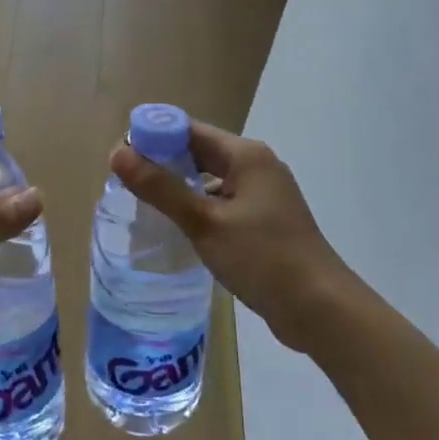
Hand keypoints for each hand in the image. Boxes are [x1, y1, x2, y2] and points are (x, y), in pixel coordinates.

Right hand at [110, 121, 357, 352]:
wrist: (321, 309)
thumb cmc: (263, 259)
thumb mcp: (205, 223)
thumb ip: (160, 188)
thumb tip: (117, 154)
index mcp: (245, 155)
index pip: (188, 130)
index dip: (152, 138)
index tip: (119, 159)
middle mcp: (257, 165)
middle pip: (199, 152)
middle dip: (162, 163)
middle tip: (124, 184)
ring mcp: (264, 193)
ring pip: (210, 179)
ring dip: (180, 187)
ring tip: (143, 205)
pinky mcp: (266, 219)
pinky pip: (223, 201)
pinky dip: (199, 207)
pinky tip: (179, 228)